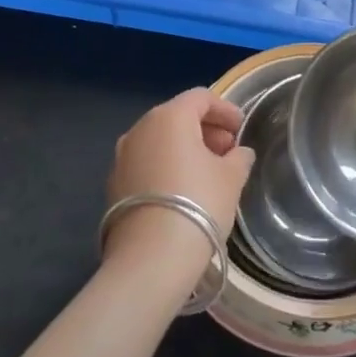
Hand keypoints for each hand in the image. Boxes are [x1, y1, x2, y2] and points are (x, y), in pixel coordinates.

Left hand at [104, 88, 253, 279]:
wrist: (151, 258)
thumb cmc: (198, 203)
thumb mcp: (231, 178)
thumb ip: (239, 158)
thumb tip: (239, 153)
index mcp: (169, 117)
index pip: (200, 98)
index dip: (225, 109)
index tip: (242, 128)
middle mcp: (140, 129)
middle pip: (177, 117)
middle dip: (206, 130)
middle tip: (229, 151)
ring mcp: (122, 157)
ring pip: (160, 141)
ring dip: (185, 149)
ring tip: (209, 173)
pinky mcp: (114, 185)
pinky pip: (146, 163)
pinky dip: (166, 167)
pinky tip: (183, 191)